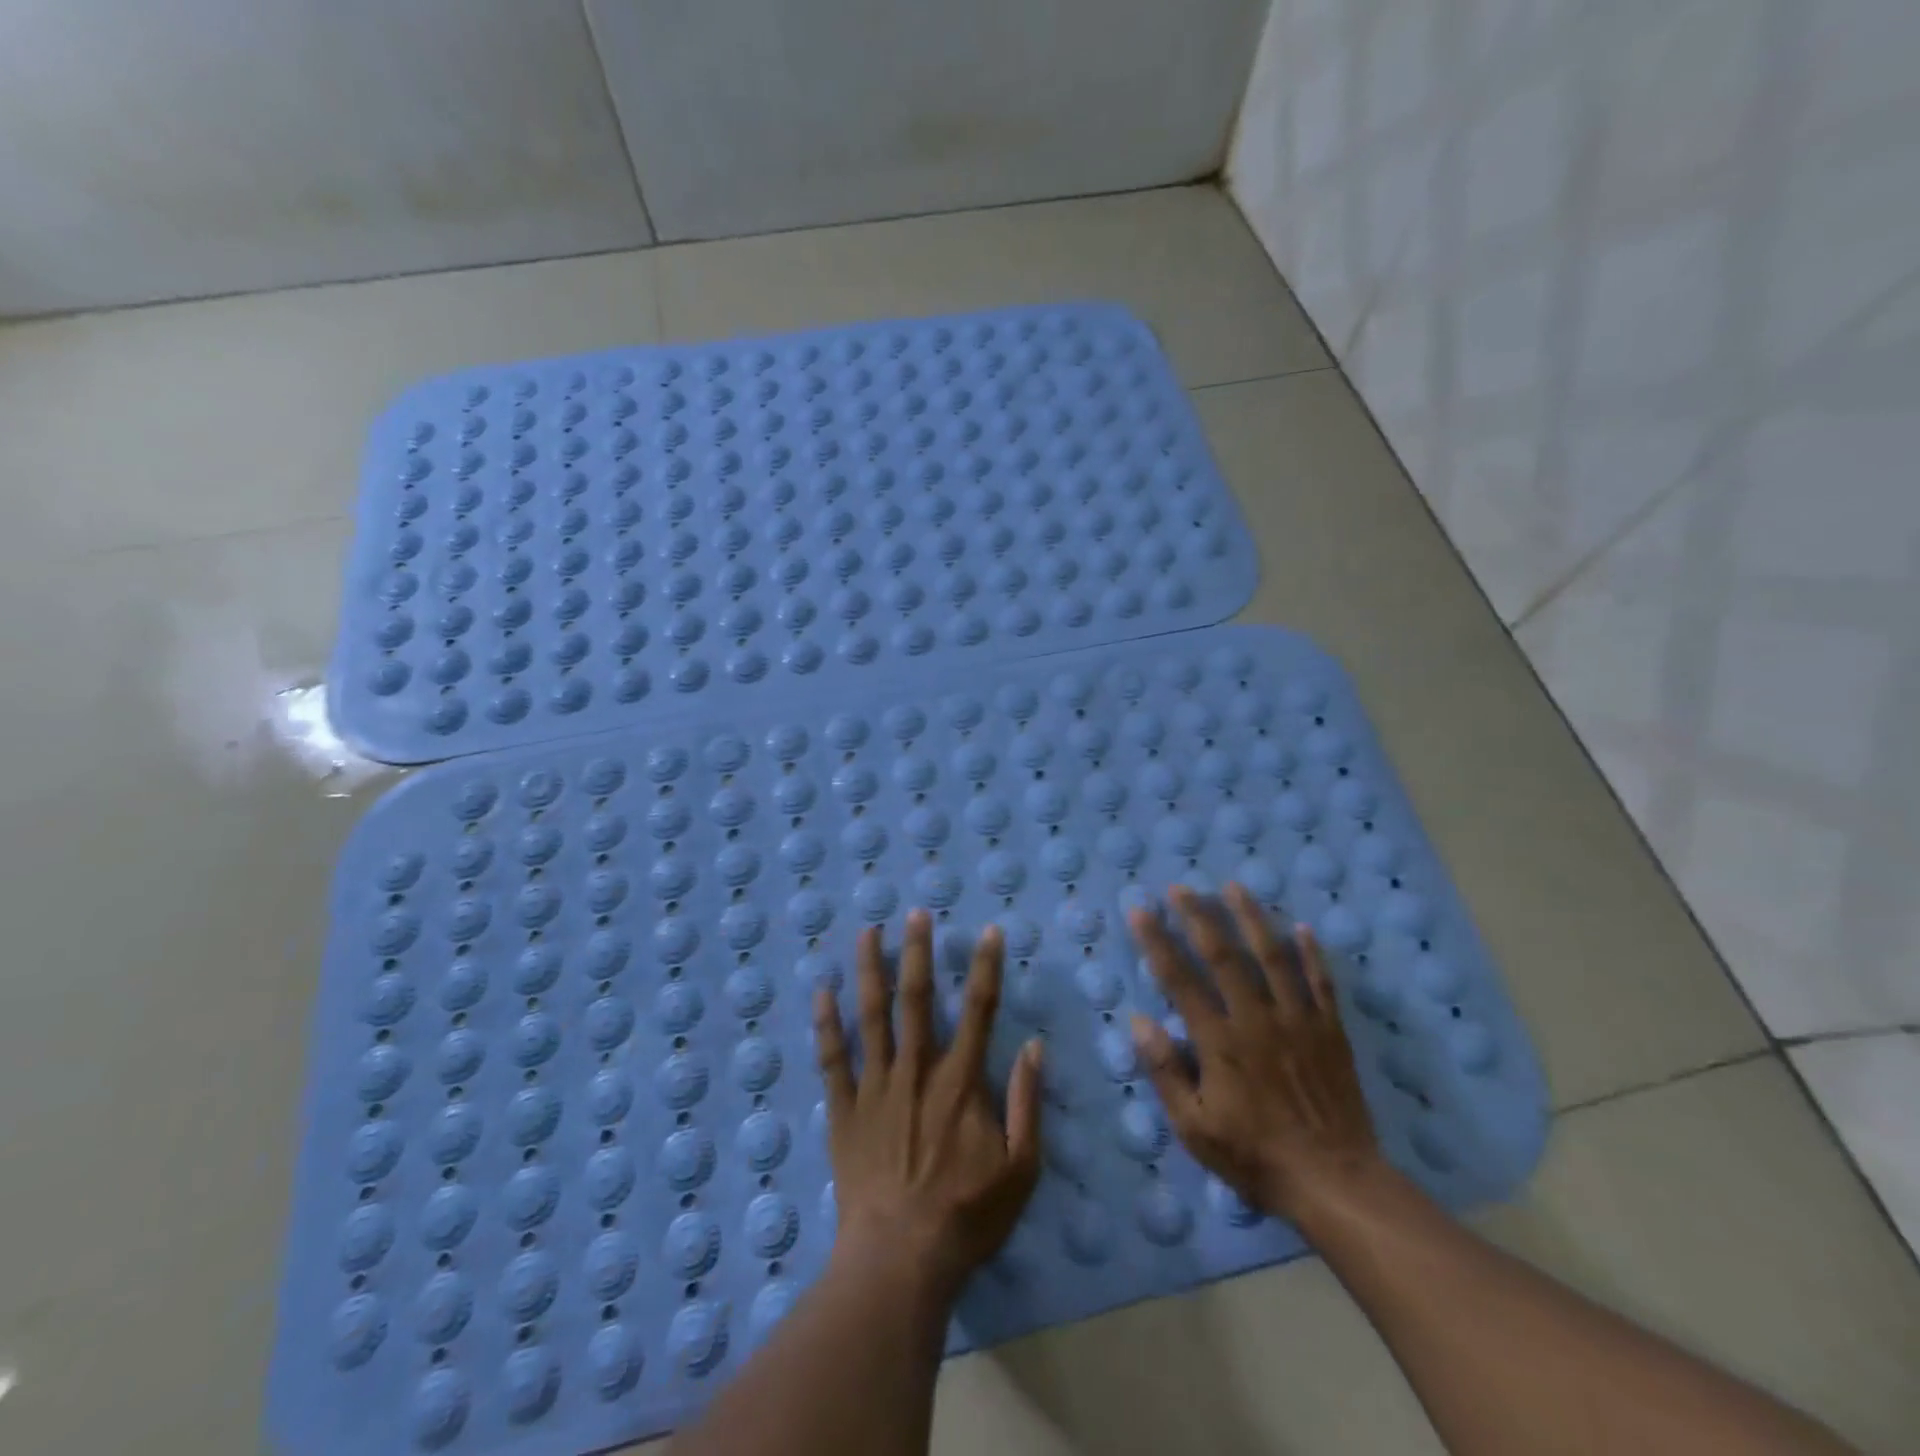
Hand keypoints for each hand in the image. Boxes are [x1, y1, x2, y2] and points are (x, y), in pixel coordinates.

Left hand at [814, 911, 1044, 1297]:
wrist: (900, 1259)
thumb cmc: (966, 1215)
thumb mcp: (1021, 1169)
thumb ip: (1028, 1103)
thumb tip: (1035, 1046)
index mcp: (960, 1082)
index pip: (979, 1011)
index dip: (986, 968)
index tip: (989, 931)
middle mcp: (916, 1071)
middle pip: (917, 1000)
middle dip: (918, 952)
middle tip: (916, 913)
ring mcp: (875, 1087)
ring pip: (870, 1017)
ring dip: (869, 970)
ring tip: (867, 932)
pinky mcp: (844, 1110)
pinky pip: (832, 1059)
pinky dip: (825, 1024)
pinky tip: (820, 991)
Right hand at [1127, 883, 1383, 1223]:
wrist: (1335, 1182)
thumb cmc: (1255, 1156)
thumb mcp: (1195, 1127)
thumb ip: (1166, 1072)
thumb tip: (1140, 1021)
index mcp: (1219, 1041)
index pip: (1180, 979)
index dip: (1157, 942)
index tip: (1140, 911)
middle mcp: (1256, 1019)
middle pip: (1224, 956)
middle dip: (1199, 916)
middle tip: (1181, 887)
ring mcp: (1298, 1021)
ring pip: (1273, 957)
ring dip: (1252, 919)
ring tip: (1236, 887)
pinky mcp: (1330, 1032)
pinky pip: (1321, 983)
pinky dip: (1313, 954)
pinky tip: (1304, 929)